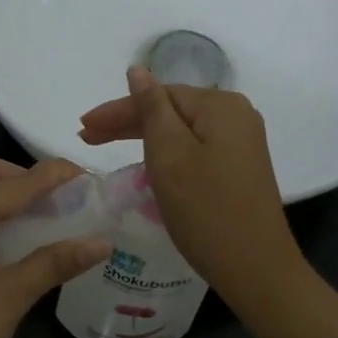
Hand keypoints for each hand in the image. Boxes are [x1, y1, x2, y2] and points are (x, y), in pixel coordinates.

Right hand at [79, 67, 303, 310]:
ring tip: (105, 147)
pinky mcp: (240, 168)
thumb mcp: (169, 154)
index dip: (117, 109)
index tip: (82, 126)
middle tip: (86, 136)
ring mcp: (241, 144)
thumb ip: (151, 109)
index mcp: (220, 105)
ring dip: (143, 137)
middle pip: (171, 110)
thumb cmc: (205, 209)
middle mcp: (236, 116)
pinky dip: (166, 154)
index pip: (158, 95)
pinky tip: (145, 162)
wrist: (255, 267)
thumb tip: (138, 70)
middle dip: (127, 122)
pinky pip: (195, 149)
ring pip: (182, 131)